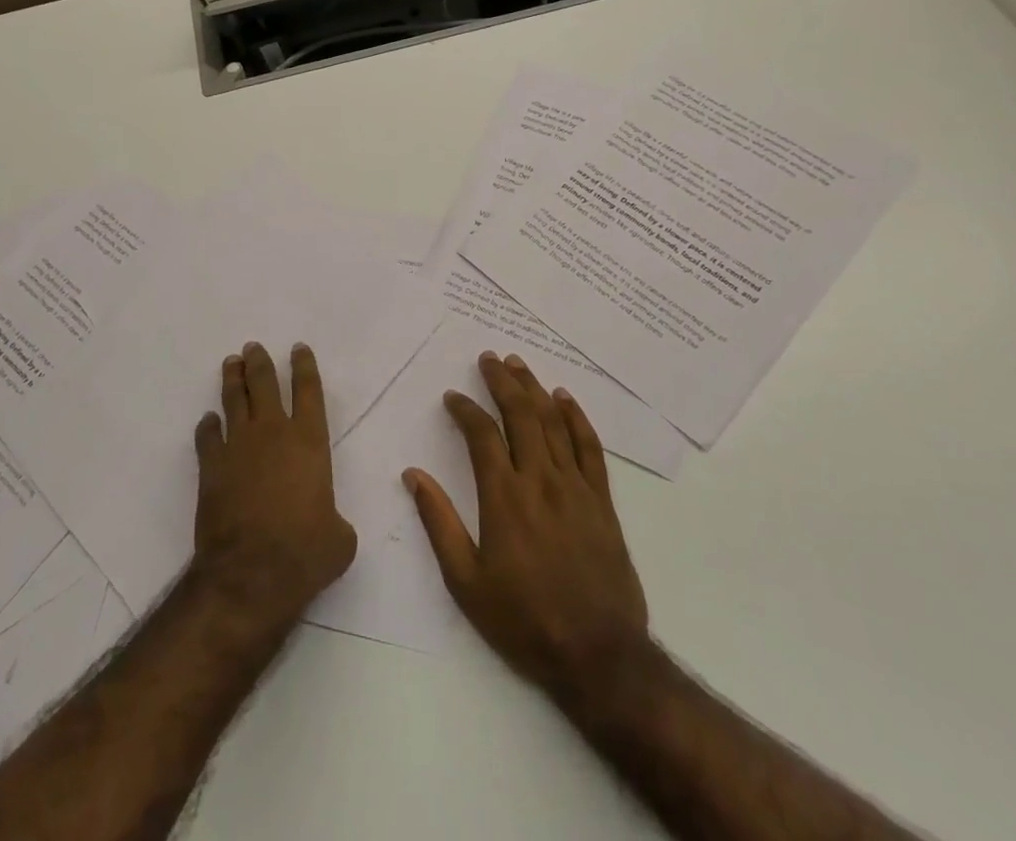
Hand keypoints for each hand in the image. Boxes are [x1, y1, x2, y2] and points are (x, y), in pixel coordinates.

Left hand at [192, 342, 356, 625]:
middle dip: (260, 362)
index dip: (304, 366)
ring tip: (232, 363)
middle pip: (264, 384)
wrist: (250, 573)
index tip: (298, 348)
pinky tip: (209, 421)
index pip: (309, 391)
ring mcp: (238, 446)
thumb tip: (328, 524)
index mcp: (310, 442)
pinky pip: (208, 436)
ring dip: (233, 379)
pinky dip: (208, 426)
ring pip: (234, 400)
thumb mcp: (339, 539)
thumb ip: (334, 519)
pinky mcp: (212, 466)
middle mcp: (273, 433)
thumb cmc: (305, 553)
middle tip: (253, 347)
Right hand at [406, 352, 650, 706]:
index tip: (453, 397)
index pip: (482, 435)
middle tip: (489, 358)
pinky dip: (576, 418)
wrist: (599, 657)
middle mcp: (540, 481)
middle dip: (502, 381)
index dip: (465, 409)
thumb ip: (438, 523)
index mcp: (504, 497)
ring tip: (518, 364)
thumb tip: (413, 475)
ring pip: (553, 423)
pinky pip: (590, 448)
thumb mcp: (466, 582)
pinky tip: (564, 398)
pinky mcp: (602, 502)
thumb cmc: (524, 620)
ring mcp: (575, 488)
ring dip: (534, 388)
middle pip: (520, 415)